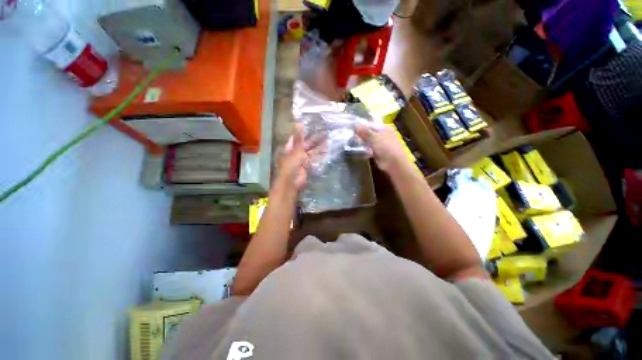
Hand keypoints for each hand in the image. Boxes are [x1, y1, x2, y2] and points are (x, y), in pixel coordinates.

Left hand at [274, 124, 325, 193]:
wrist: (292, 182)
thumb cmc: (291, 164)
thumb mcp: (295, 150)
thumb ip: (299, 138)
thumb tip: (299, 123)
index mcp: (291, 147)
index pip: (298, 137)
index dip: (305, 131)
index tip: (314, 125)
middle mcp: (296, 152)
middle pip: (306, 143)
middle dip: (315, 138)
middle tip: (325, 132)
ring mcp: (302, 159)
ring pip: (312, 150)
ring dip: (319, 146)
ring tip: (328, 139)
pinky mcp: (308, 165)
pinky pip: (314, 158)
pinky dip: (320, 154)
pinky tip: (327, 150)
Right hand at [356, 124, 409, 172]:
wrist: (393, 163)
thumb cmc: (386, 147)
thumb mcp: (374, 138)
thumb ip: (364, 132)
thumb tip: (355, 125)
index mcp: (384, 128)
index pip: (370, 125)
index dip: (361, 126)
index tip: (352, 128)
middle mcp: (382, 135)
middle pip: (369, 133)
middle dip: (361, 135)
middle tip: (351, 137)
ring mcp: (380, 144)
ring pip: (368, 142)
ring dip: (362, 143)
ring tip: (353, 143)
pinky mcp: (377, 153)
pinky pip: (368, 149)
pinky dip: (364, 150)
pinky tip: (358, 150)